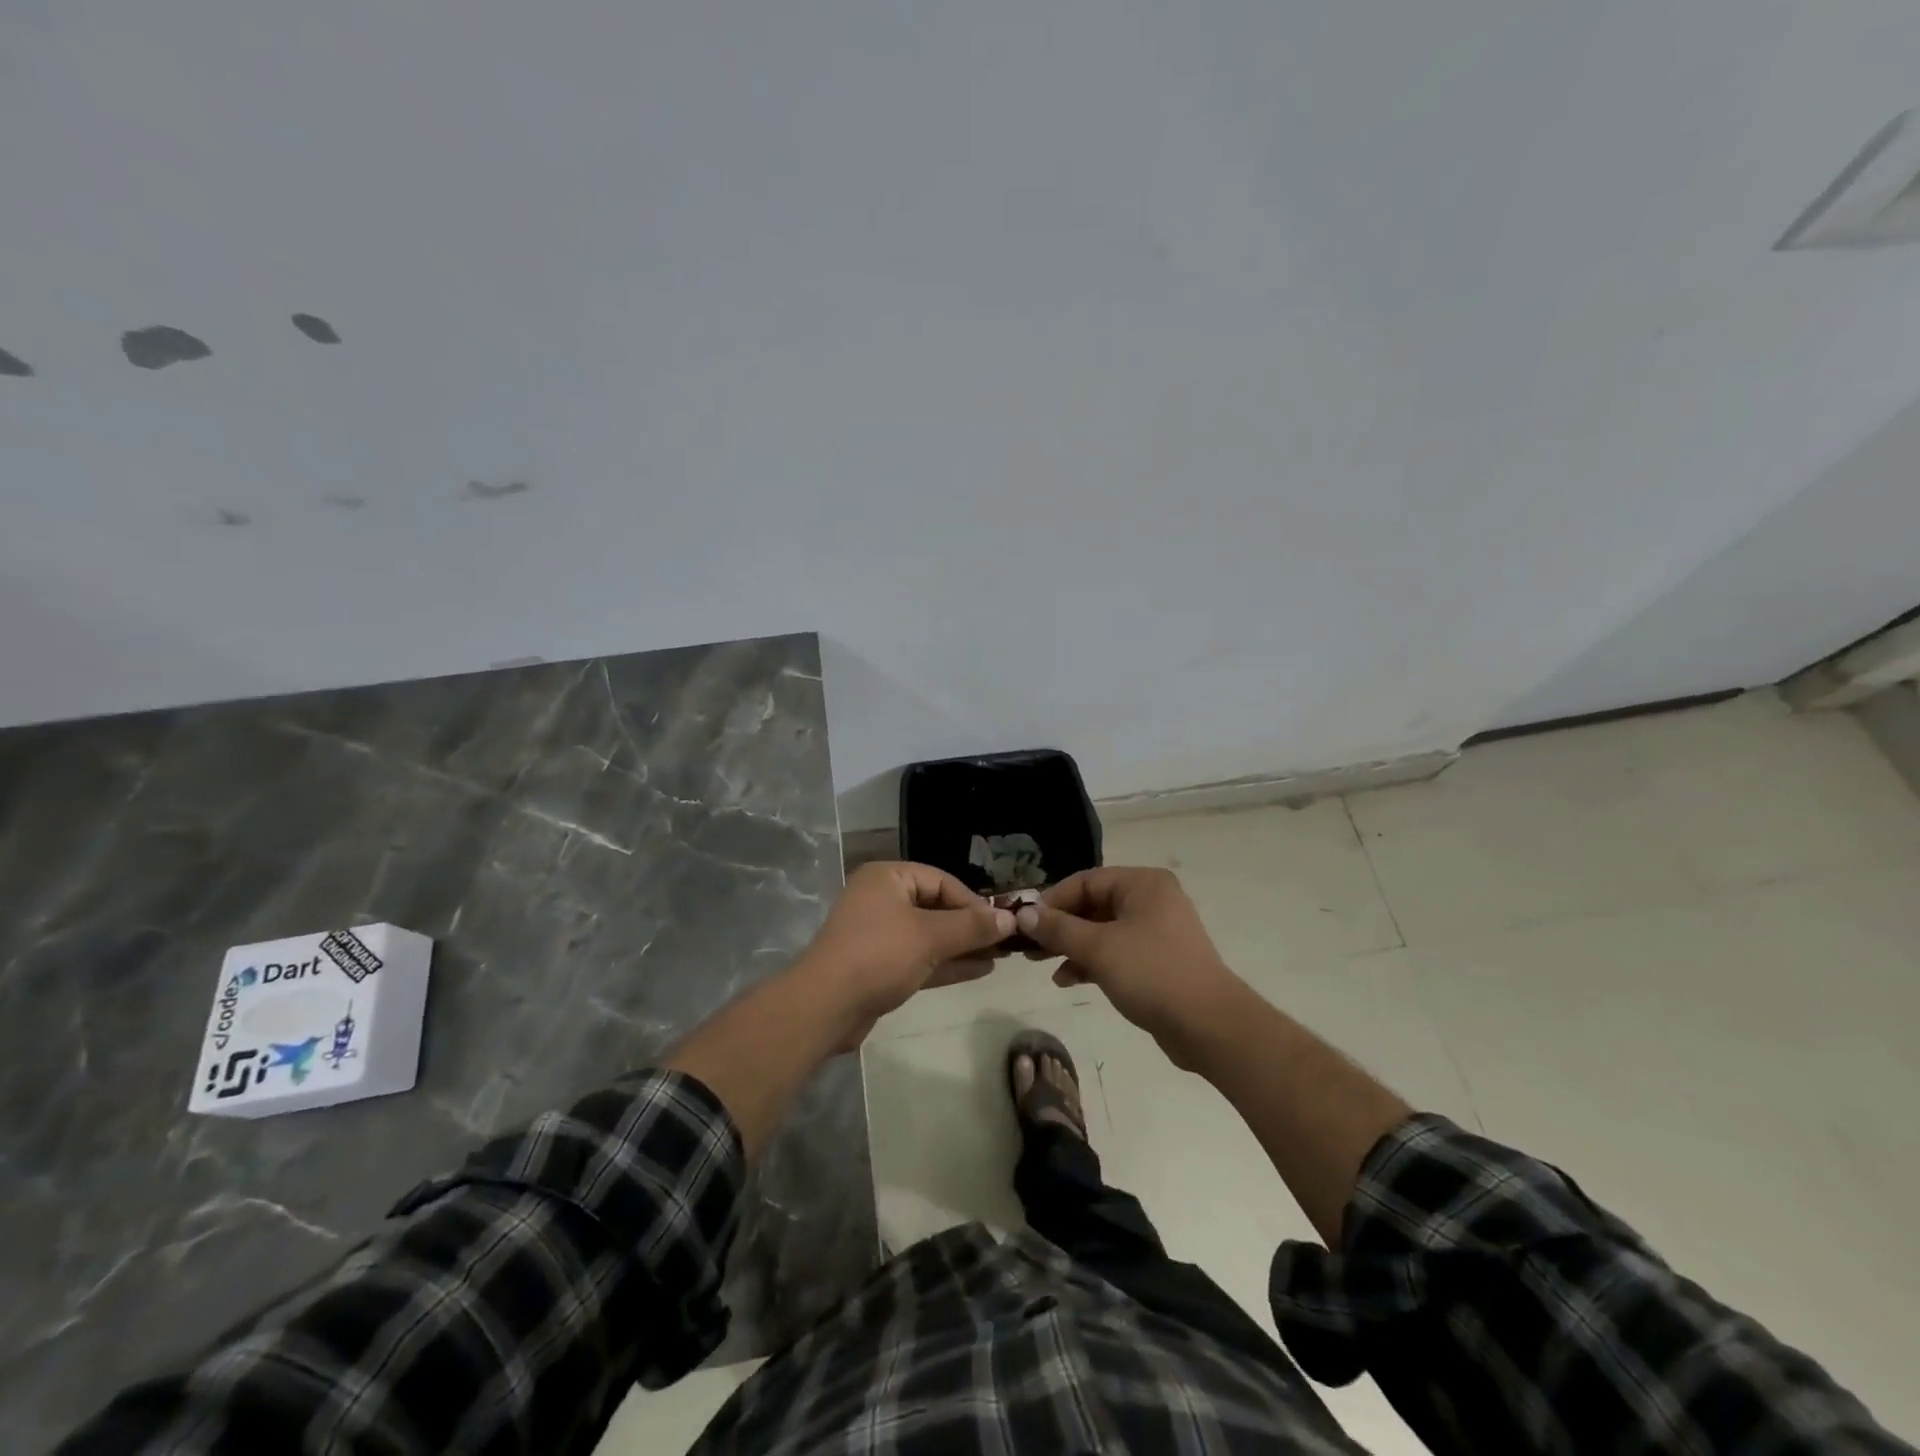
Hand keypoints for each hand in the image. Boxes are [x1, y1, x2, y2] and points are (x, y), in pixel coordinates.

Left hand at [798, 861, 1014, 1048]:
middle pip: (936, 907)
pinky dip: (947, 962)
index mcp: (888, 878)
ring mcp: (879, 934)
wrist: (825, 1006)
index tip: (1002, 922)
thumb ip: (971, 927)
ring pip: (930, 935)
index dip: (973, 901)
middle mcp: (882, 900)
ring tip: (1000, 956)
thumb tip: (1010, 918)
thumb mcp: (929, 936)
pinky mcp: (880, 966)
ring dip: (962, 945)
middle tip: (1005, 940)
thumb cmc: (879, 955)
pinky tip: (979, 970)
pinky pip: (921, 957)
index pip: (941, 880)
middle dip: (970, 925)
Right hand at [1014, 867, 1242, 1067]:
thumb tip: (1023, 913)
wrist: (1209, 1026)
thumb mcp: (1098, 948)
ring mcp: (1156, 931)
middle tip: (1027, 946)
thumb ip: (1058, 928)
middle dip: (1059, 926)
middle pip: (1092, 905)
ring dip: (1071, 946)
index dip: (1052, 901)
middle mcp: (1151, 900)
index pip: (1085, 881)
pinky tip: (1067, 980)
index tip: (1024, 923)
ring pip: (1102, 930)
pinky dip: (1091, 962)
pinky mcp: (1157, 961)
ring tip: (1040, 964)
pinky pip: (1115, 951)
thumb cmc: (1152, 973)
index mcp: (1142, 884)